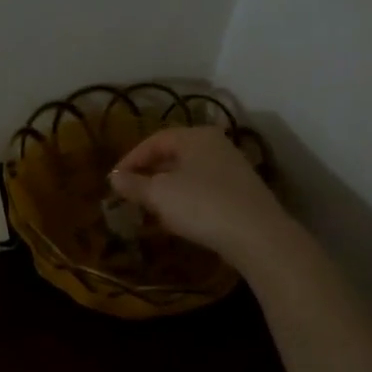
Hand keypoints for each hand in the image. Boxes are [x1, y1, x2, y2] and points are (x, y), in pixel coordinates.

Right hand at [109, 126, 291, 268]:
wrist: (257, 235)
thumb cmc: (202, 205)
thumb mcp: (159, 194)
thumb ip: (133, 184)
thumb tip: (113, 177)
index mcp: (196, 136)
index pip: (155, 140)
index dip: (131, 159)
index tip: (114, 180)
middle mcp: (216, 145)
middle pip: (173, 156)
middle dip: (149, 174)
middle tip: (130, 193)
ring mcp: (232, 169)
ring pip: (188, 174)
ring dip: (166, 189)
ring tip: (149, 208)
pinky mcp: (240, 193)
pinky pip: (203, 190)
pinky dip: (185, 200)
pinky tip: (178, 219)